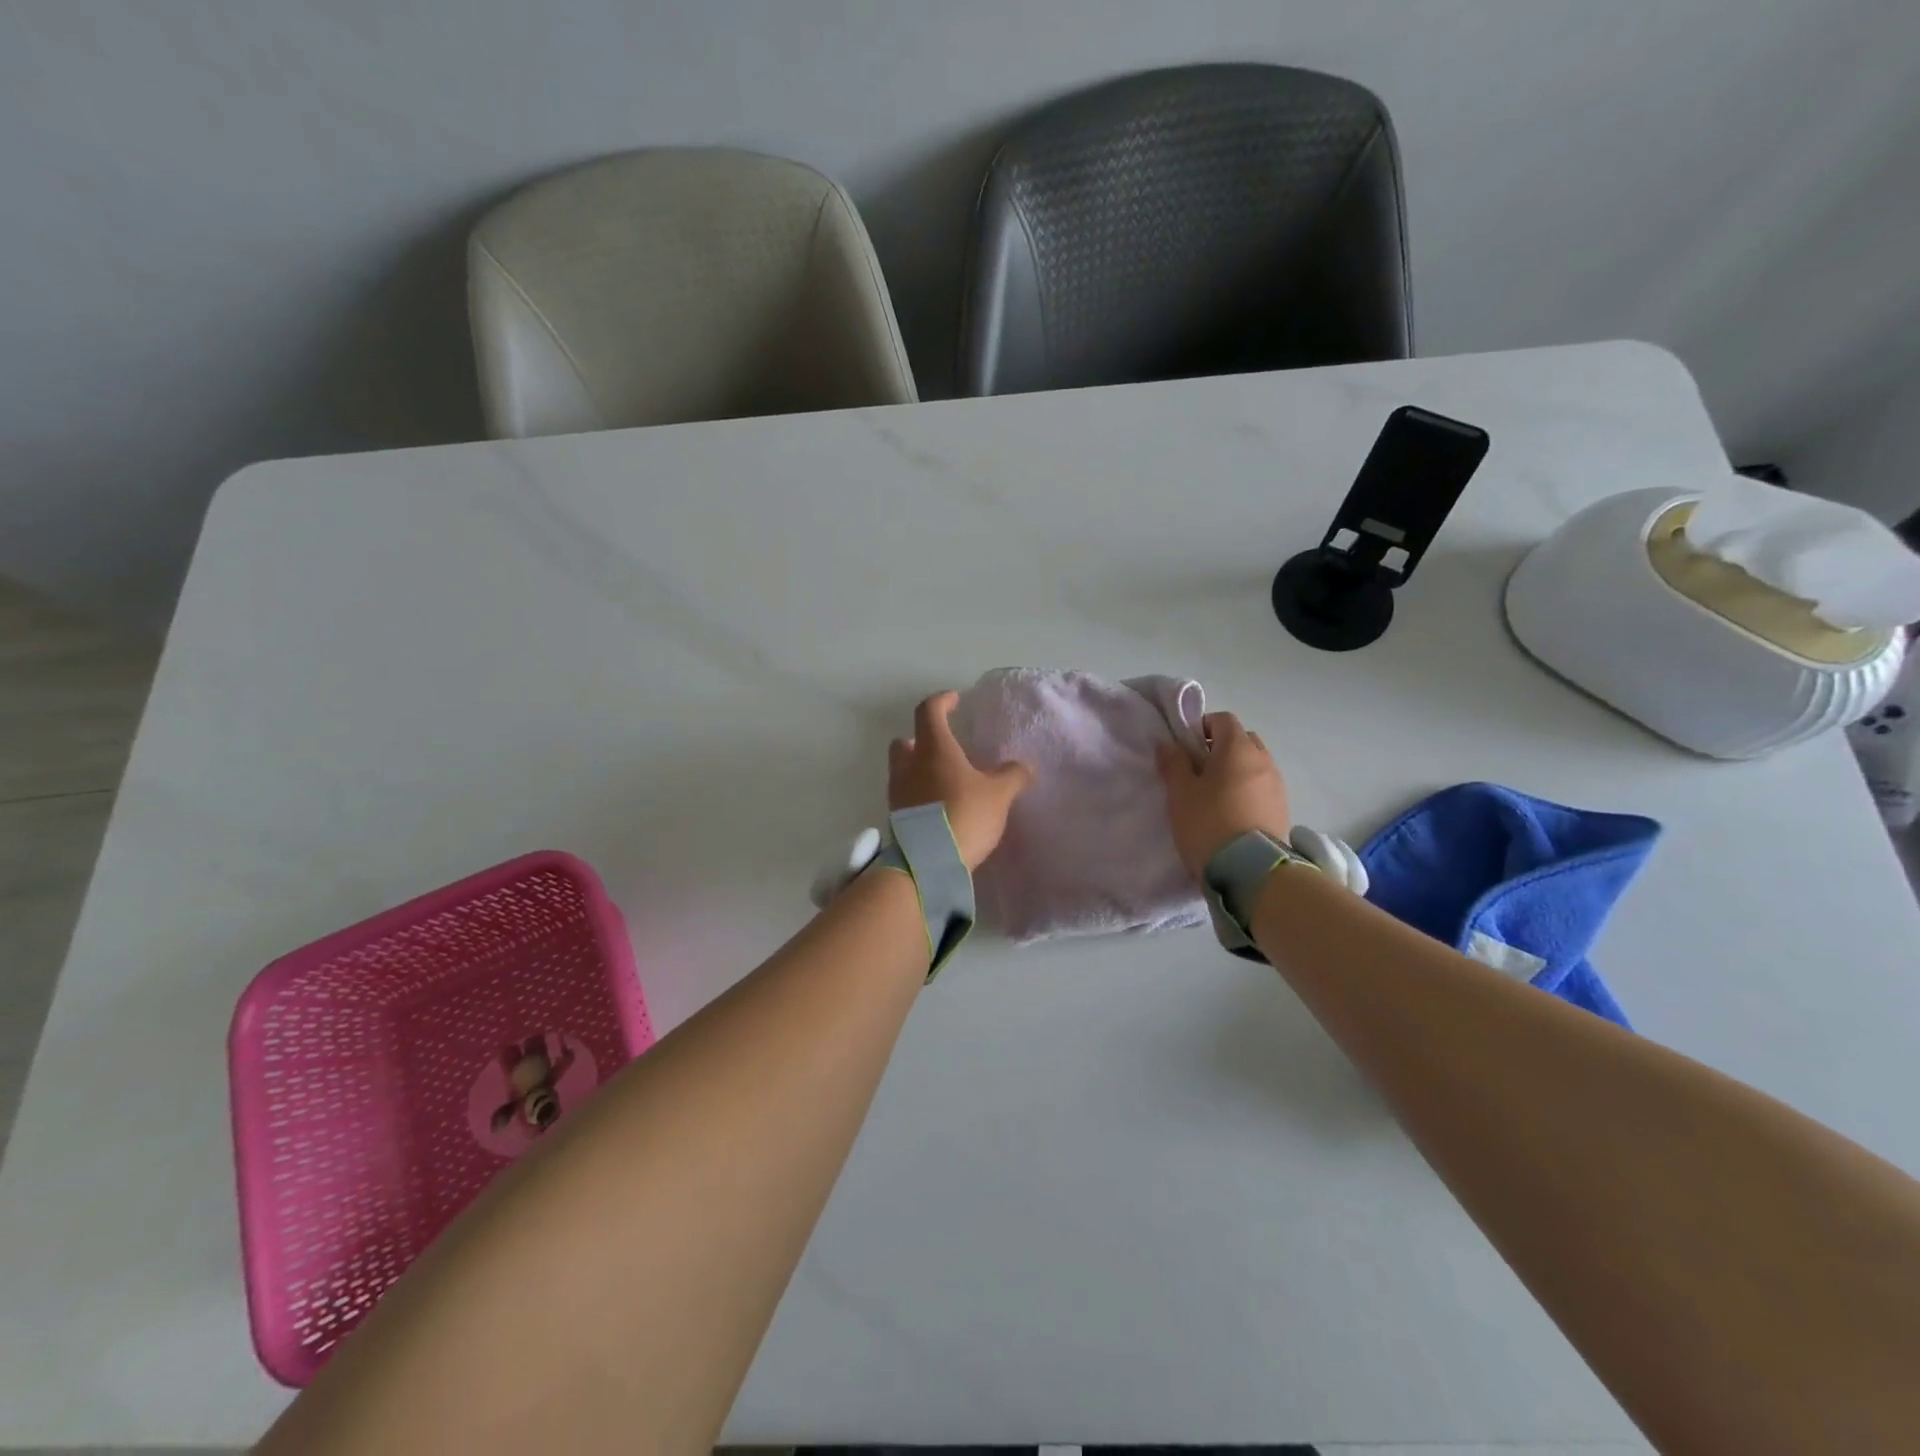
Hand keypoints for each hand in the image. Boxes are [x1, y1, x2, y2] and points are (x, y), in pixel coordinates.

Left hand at [889, 692, 1033, 870]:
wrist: (928, 862)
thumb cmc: (964, 815)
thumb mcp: (999, 795)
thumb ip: (1012, 776)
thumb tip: (1025, 766)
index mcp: (933, 748)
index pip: (929, 711)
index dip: (942, 701)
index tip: (954, 700)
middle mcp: (909, 765)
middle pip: (905, 741)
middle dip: (920, 739)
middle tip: (942, 745)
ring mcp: (898, 793)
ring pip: (902, 769)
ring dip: (918, 768)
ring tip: (944, 780)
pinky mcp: (895, 818)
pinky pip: (905, 796)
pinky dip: (918, 794)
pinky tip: (938, 807)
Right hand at [1155, 711, 1291, 876]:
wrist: (1251, 871)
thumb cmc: (1208, 823)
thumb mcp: (1180, 793)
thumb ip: (1173, 763)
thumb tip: (1168, 743)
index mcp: (1238, 748)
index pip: (1223, 720)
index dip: (1202, 727)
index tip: (1186, 749)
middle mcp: (1263, 760)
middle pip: (1242, 740)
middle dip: (1221, 748)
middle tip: (1199, 771)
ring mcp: (1277, 785)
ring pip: (1255, 765)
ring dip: (1236, 771)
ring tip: (1215, 796)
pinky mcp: (1283, 809)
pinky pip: (1263, 787)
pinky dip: (1248, 790)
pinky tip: (1232, 813)